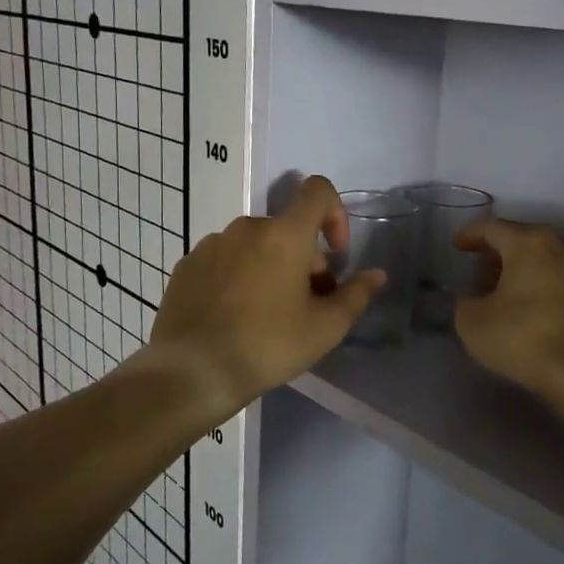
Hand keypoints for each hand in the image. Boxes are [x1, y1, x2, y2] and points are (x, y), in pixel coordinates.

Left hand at [149, 175, 383, 411]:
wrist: (191, 372)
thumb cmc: (267, 346)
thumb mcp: (325, 328)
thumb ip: (356, 295)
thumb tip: (376, 275)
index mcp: (284, 235)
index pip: (317, 191)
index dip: (336, 213)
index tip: (336, 253)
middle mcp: (246, 228)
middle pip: (288, 229)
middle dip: (305, 259)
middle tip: (307, 304)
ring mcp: (212, 245)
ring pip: (256, 245)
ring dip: (271, 268)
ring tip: (269, 314)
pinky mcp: (187, 266)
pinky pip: (225, 260)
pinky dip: (239, 277)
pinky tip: (235, 317)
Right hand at [453, 218, 563, 398]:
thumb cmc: (522, 336)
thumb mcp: (472, 322)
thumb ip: (464, 302)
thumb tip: (471, 300)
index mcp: (527, 242)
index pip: (491, 227)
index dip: (469, 235)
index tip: (456, 248)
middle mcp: (557, 246)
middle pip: (519, 240)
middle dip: (495, 253)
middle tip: (476, 272)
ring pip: (539, 260)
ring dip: (517, 271)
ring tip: (498, 293)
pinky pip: (554, 279)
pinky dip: (535, 285)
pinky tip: (523, 308)